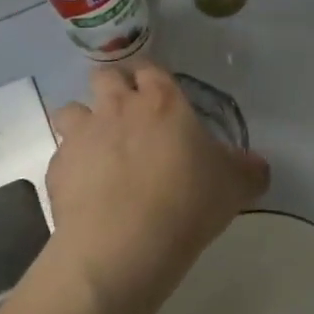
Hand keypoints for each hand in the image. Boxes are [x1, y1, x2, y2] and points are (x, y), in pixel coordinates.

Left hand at [47, 65, 270, 313]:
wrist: (123, 244)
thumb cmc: (186, 203)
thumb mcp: (235, 186)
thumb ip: (248, 169)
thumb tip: (256, 165)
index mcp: (162, 102)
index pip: (151, 68)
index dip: (152, 79)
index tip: (159, 97)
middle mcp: (117, 107)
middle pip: (105, 76)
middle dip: (113, 89)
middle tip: (128, 116)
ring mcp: (82, 135)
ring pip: (72, 110)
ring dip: (83, 122)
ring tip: (99, 149)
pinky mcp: (57, 168)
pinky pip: (61, 155)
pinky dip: (72, 166)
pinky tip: (86, 190)